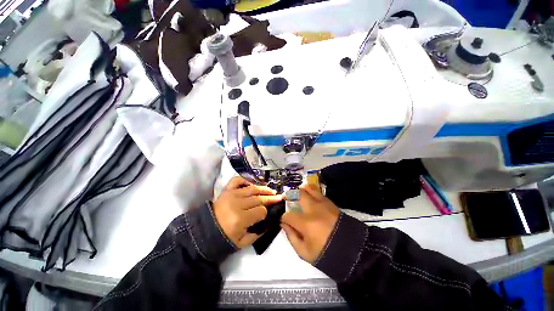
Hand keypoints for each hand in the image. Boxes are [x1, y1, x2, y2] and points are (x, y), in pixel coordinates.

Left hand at [213, 176, 283, 247]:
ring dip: (264, 189)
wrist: (206, 231)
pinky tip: (253, 184)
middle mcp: (237, 204)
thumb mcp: (244, 242)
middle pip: (259, 198)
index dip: (266, 212)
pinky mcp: (227, 190)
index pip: (261, 210)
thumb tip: (272, 220)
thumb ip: (260, 232)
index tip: (267, 214)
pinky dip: (246, 180)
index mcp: (240, 219)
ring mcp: (232, 194)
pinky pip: (238, 180)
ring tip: (271, 190)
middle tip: (279, 197)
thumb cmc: (225, 238)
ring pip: (252, 189)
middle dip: (270, 198)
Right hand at [281, 184, 340, 263]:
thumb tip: (284, 224)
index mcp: (306, 223)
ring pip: (309, 188)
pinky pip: (318, 192)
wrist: (353, 250)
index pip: (288, 215)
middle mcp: (313, 209)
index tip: (285, 221)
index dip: (283, 218)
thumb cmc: (327, 253)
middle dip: (289, 196)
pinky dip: (311, 191)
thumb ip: (292, 237)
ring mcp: (323, 204)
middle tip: (287, 199)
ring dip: (301, 189)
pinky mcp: (330, 203)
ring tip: (298, 193)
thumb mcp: (305, 253)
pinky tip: (309, 196)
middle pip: (298, 195)